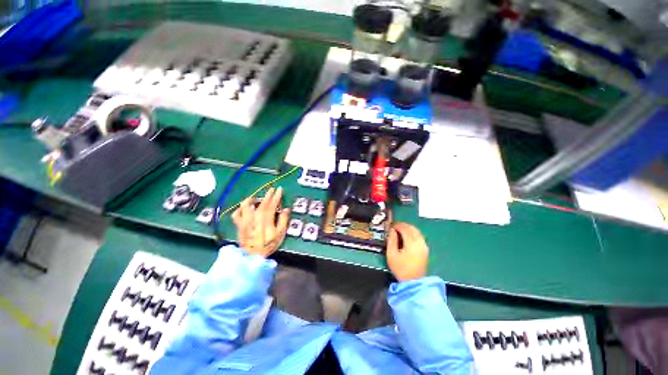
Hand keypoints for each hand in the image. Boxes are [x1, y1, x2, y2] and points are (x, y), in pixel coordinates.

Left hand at [232, 187, 289, 257]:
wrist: (252, 257)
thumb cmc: (268, 245)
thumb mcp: (280, 234)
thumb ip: (283, 220)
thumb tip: (286, 209)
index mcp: (265, 219)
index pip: (272, 204)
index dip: (277, 196)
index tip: (280, 189)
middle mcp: (254, 217)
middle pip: (261, 202)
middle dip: (268, 195)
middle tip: (272, 189)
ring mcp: (245, 220)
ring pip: (246, 205)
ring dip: (252, 199)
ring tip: (256, 197)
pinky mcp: (239, 225)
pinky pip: (236, 214)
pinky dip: (239, 209)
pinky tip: (243, 208)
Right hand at [386, 223, 428, 281]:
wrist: (413, 282)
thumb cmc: (401, 269)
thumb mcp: (391, 254)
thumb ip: (391, 240)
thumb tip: (392, 231)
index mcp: (411, 243)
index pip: (405, 229)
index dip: (397, 225)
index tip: (391, 226)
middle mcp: (420, 243)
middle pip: (412, 228)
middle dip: (403, 225)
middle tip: (395, 226)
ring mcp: (424, 246)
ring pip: (417, 231)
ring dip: (408, 228)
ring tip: (400, 229)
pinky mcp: (425, 250)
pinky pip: (419, 236)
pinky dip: (412, 233)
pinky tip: (407, 235)